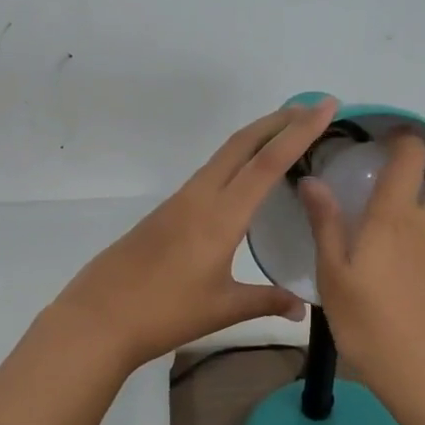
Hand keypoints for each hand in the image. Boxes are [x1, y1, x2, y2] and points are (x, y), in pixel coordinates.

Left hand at [53, 98, 340, 368]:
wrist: (99, 318)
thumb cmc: (165, 313)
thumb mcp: (223, 309)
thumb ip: (266, 301)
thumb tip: (302, 307)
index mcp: (220, 216)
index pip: (267, 163)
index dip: (300, 132)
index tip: (325, 106)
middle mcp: (199, 197)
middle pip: (242, 144)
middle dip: (278, 121)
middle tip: (312, 108)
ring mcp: (179, 202)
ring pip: (223, 155)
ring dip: (255, 138)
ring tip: (285, 134)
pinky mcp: (165, 212)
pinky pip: (208, 173)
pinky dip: (235, 160)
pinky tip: (243, 177)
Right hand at [299, 133, 424, 409]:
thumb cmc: (372, 324)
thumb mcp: (334, 276)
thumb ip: (325, 225)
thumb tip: (312, 181)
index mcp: (394, 217)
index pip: (411, 156)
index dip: (402, 140)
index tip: (382, 142)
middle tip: (396, 188)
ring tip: (396, 233)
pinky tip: (406, 274)